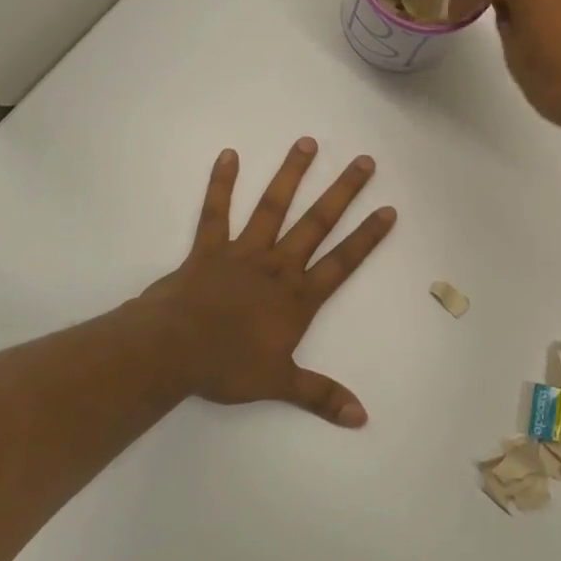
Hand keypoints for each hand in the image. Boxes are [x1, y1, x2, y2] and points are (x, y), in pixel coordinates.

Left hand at [142, 139, 396, 426]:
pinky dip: (221, 184)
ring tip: (307, 142)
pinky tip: (228, 155)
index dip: (367, 236)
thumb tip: (362, 418)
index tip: (389, 209)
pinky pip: (216, 211)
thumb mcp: (279, 384)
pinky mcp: (208, 248)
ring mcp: (243, 252)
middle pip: (317, 223)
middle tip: (364, 161)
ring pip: (272, 207)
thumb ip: (321, 396)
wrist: (171, 351)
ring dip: (291, 175)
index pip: (342, 262)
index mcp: (297, 297)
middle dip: (343, 192)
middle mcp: (277, 266)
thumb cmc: (227, 366)